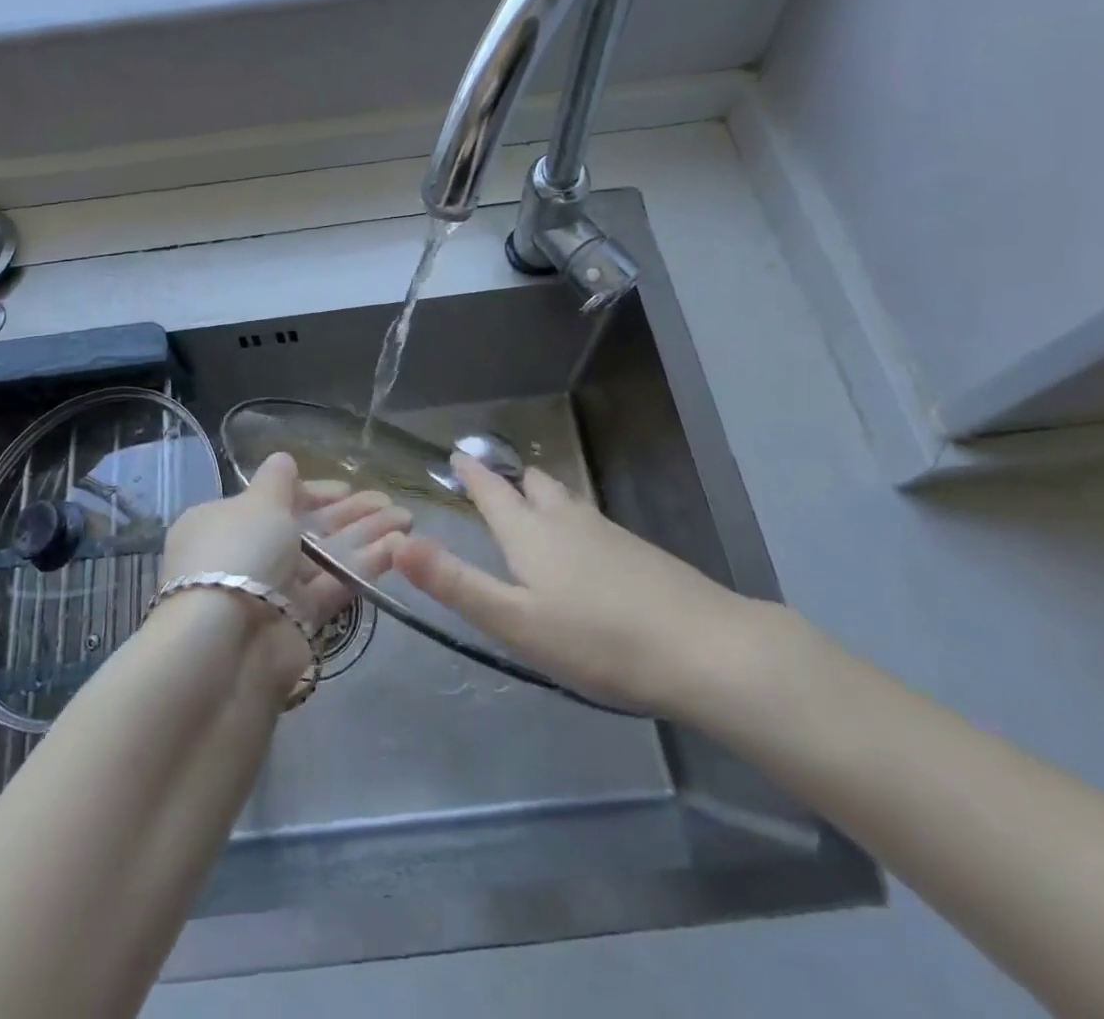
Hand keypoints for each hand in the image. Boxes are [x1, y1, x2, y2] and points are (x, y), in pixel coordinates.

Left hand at [164, 453, 410, 678]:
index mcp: (224, 522)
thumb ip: (276, 481)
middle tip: (389, 502)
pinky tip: (399, 548)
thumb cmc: (239, 553)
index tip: (346, 488)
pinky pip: (333, 586)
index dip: (311, 492)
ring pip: (324, 557)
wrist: (228, 645)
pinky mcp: (299, 622)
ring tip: (406, 518)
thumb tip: (283, 459)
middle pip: (304, 528)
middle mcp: (247, 554)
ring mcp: (273, 591)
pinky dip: (363, 566)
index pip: (273, 502)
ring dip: (364, 535)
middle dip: (347, 514)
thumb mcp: (257, 503)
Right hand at [392, 453, 766, 716]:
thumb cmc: (598, 640)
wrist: (706, 648)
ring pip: (565, 500)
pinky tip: (582, 548)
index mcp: (530, 533)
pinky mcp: (639, 552)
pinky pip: (591, 521)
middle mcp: (567, 520)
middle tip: (492, 483)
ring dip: (542, 496)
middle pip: (533, 485)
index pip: (492, 491)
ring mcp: (608, 532)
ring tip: (531, 507)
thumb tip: (397, 541)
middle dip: (510, 480)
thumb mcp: (515, 621)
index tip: (458, 454)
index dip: (472, 473)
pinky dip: (572, 520)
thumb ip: (455, 583)